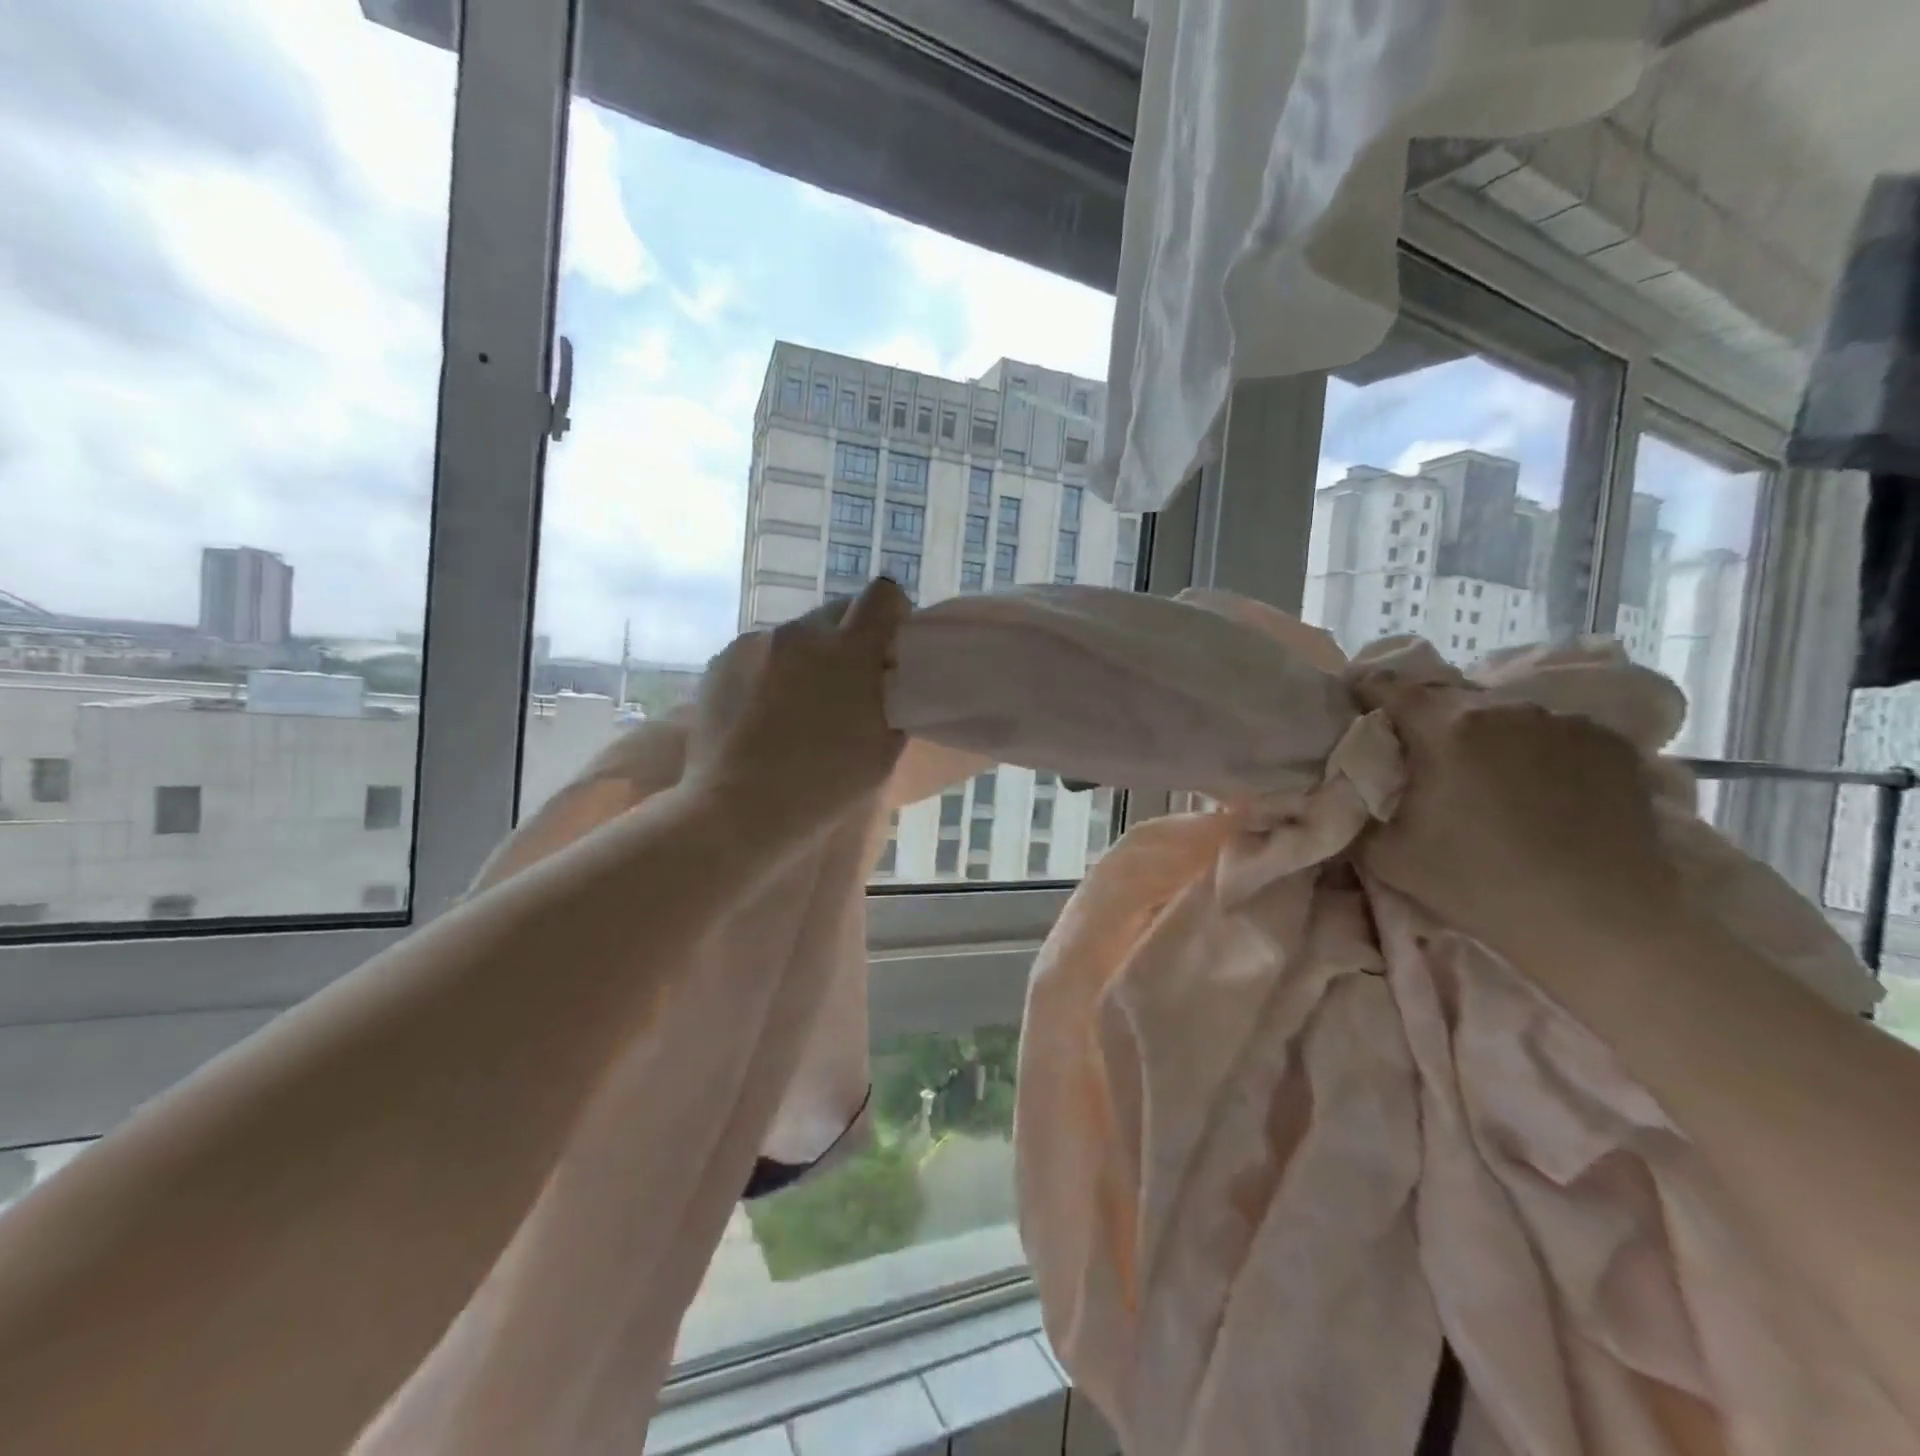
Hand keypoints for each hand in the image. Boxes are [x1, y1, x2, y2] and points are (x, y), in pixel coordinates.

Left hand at [688, 578, 910, 823]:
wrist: (738, 810)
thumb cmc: (824, 786)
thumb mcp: (884, 750)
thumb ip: (893, 702)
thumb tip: (886, 682)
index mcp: (850, 650)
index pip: (884, 595)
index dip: (893, 613)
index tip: (890, 647)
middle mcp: (802, 633)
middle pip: (839, 609)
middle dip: (852, 636)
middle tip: (849, 682)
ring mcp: (756, 643)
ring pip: (797, 634)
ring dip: (810, 656)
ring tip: (799, 705)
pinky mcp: (722, 661)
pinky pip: (761, 652)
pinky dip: (771, 671)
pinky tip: (764, 713)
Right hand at [1353, 673, 1680, 951]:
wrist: (1599, 920)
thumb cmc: (1479, 884)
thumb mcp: (1386, 855)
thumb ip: (1358, 808)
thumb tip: (1349, 785)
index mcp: (1445, 728)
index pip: (1389, 688)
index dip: (1366, 691)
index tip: (1356, 700)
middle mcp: (1504, 708)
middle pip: (1448, 698)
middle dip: (1425, 719)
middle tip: (1418, 753)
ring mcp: (1564, 721)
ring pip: (1503, 713)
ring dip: (1483, 733)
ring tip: (1484, 772)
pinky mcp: (1610, 742)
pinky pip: (1553, 731)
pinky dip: (1535, 748)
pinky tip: (1539, 786)